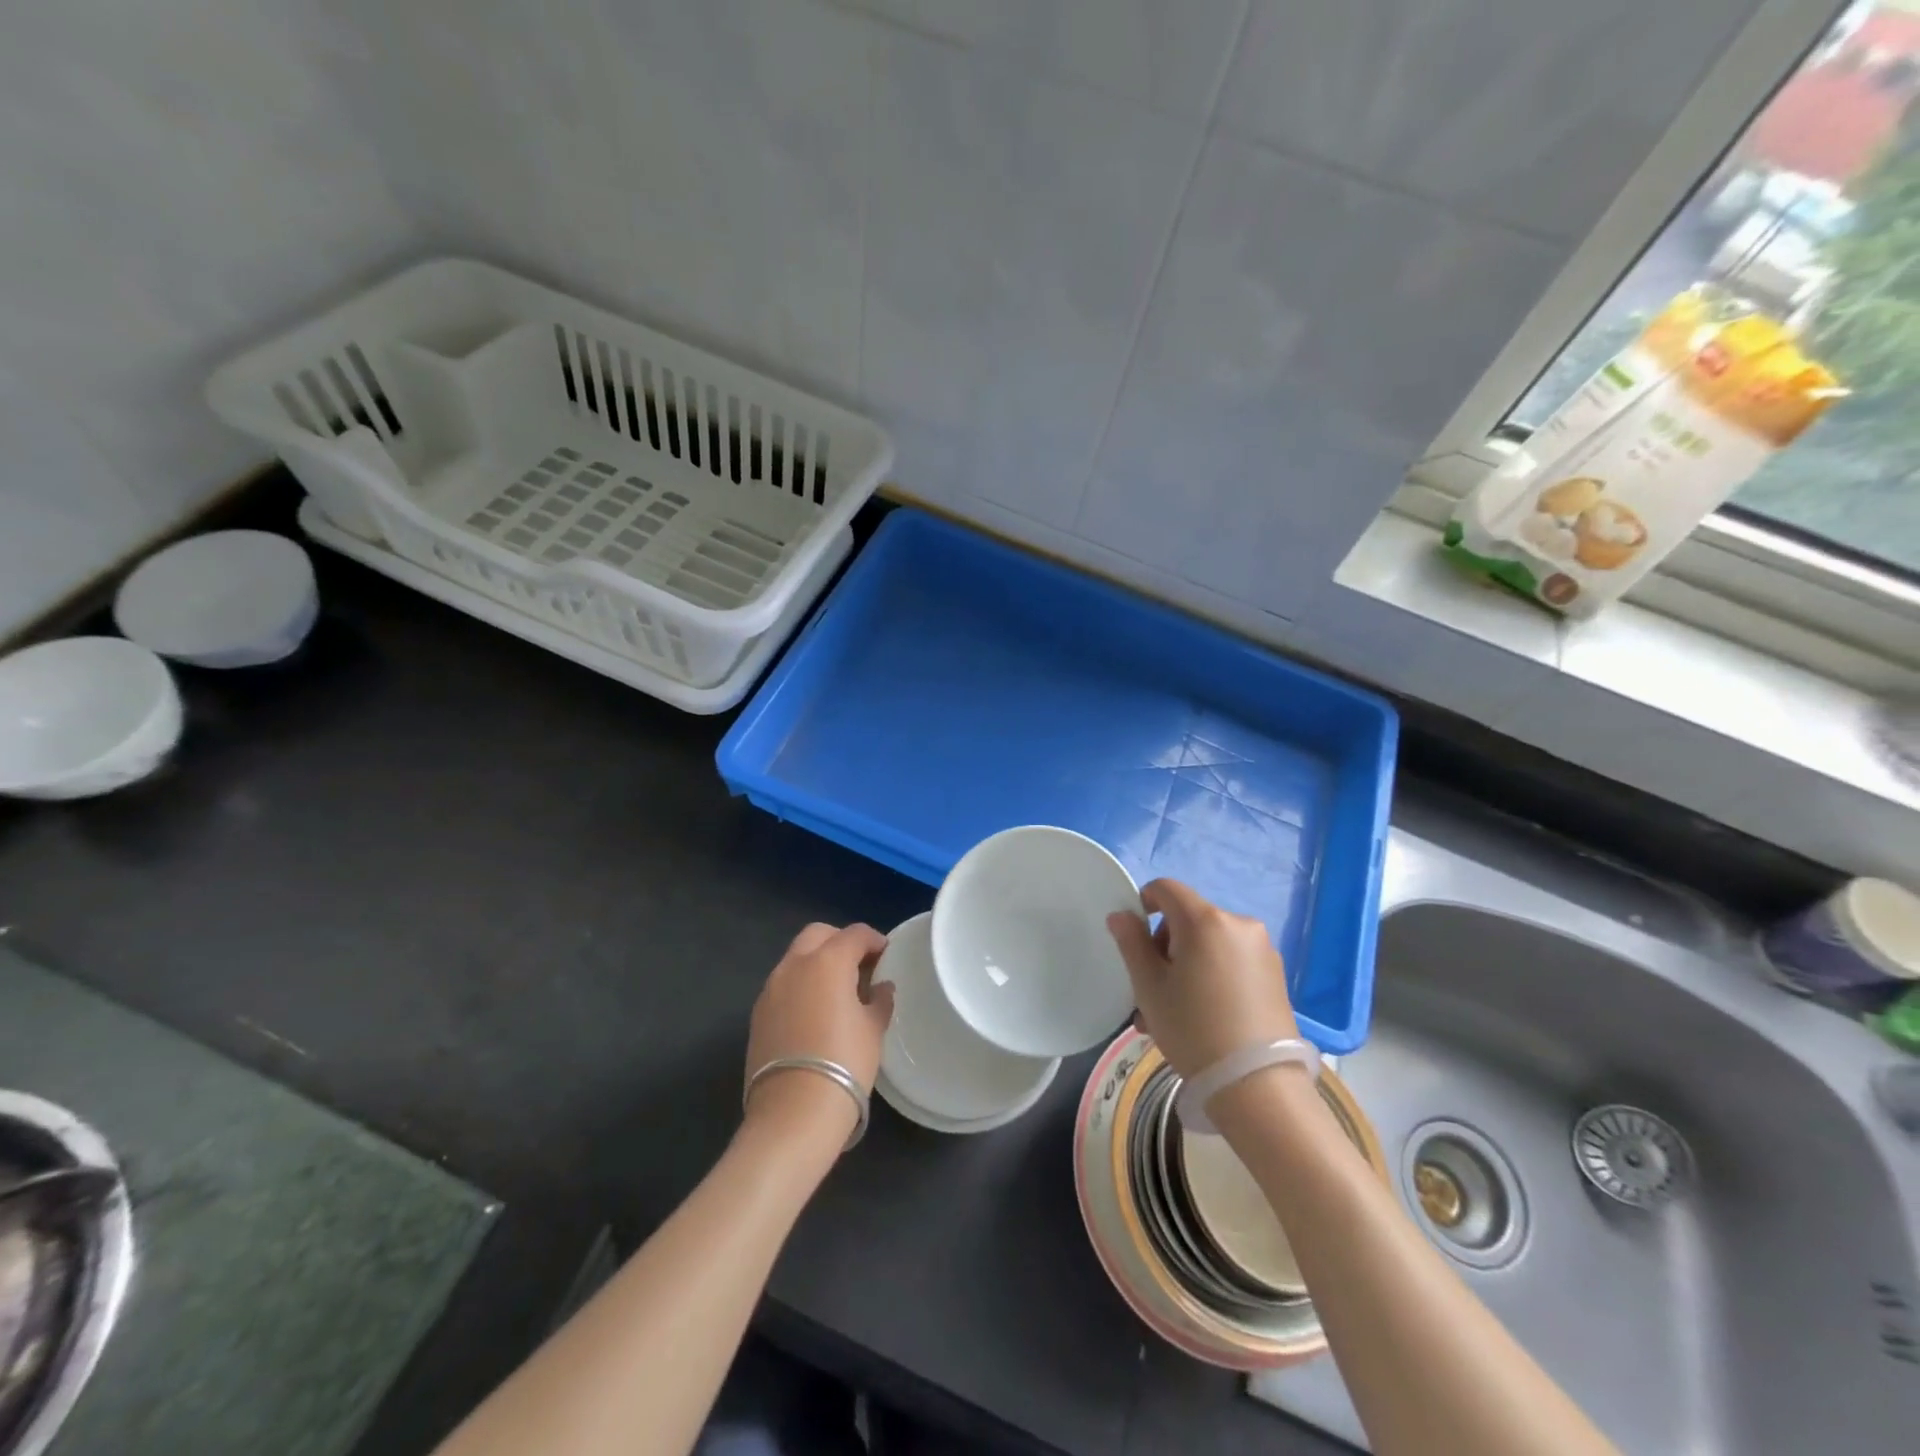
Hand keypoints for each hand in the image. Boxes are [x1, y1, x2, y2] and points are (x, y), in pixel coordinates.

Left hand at [743, 923, 893, 1145]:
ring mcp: (771, 989)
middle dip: (840, 941)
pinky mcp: (757, 1014)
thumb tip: (881, 987)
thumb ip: (879, 1000)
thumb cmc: (844, 1063)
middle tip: (860, 964)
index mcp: (827, 961)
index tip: (886, 954)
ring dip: (817, 962)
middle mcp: (794, 965)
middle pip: (818, 935)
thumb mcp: (873, 1029)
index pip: (854, 934)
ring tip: (837, 990)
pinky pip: (783, 985)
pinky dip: (801, 985)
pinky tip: (815, 1011)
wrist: (793, 1112)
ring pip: (796, 958)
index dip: (874, 940)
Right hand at [1106, 879, 1297, 1079]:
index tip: (1133, 939)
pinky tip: (1203, 1017)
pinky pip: (1230, 962)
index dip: (1143, 903)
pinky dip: (1211, 976)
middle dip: (1164, 946)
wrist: (1258, 1087)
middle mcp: (1238, 924)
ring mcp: (1262, 950)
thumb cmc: (1193, 1029)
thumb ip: (1131, 942)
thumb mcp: (1149, 986)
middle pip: (1188, 918)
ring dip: (1185, 966)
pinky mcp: (1276, 975)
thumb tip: (1122, 915)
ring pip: (1208, 944)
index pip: (1166, 888)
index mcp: (1205, 920)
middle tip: (1150, 990)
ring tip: (1171, 1013)